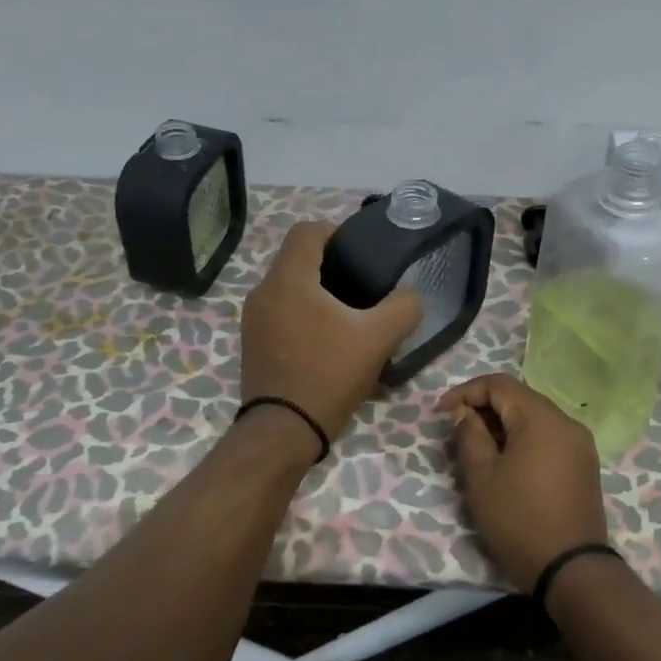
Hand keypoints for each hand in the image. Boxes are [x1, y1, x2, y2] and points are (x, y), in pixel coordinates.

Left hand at [239, 221, 422, 445]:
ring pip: (288, 288)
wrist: (283, 430)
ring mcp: (253, 320)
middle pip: (298, 259)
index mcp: (289, 279)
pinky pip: (280, 313)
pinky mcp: (252, 344)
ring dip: (317, 293)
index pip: (307, 230)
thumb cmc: (328, 374)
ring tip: (349, 317)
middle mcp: (263, 292)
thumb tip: (408, 295)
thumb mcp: (379, 338)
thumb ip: (403, 307)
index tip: (361, 254)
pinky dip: (303, 315)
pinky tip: (327, 341)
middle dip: (331, 266)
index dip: (337, 232)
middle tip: (364, 287)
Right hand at [440, 373, 609, 590]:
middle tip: (456, 434)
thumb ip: (469, 435)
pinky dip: (522, 441)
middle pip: (519, 399)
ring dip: (502, 426)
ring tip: (477, 451)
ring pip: (533, 419)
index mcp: (542, 419)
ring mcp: (580, 444)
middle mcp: (567, 422)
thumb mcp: (481, 477)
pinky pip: (548, 438)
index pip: (499, 384)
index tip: (441, 414)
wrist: (571, 570)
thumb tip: (464, 412)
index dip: (465, 392)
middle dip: (483, 409)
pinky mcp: (583, 465)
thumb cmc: (519, 520)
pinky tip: (505, 464)